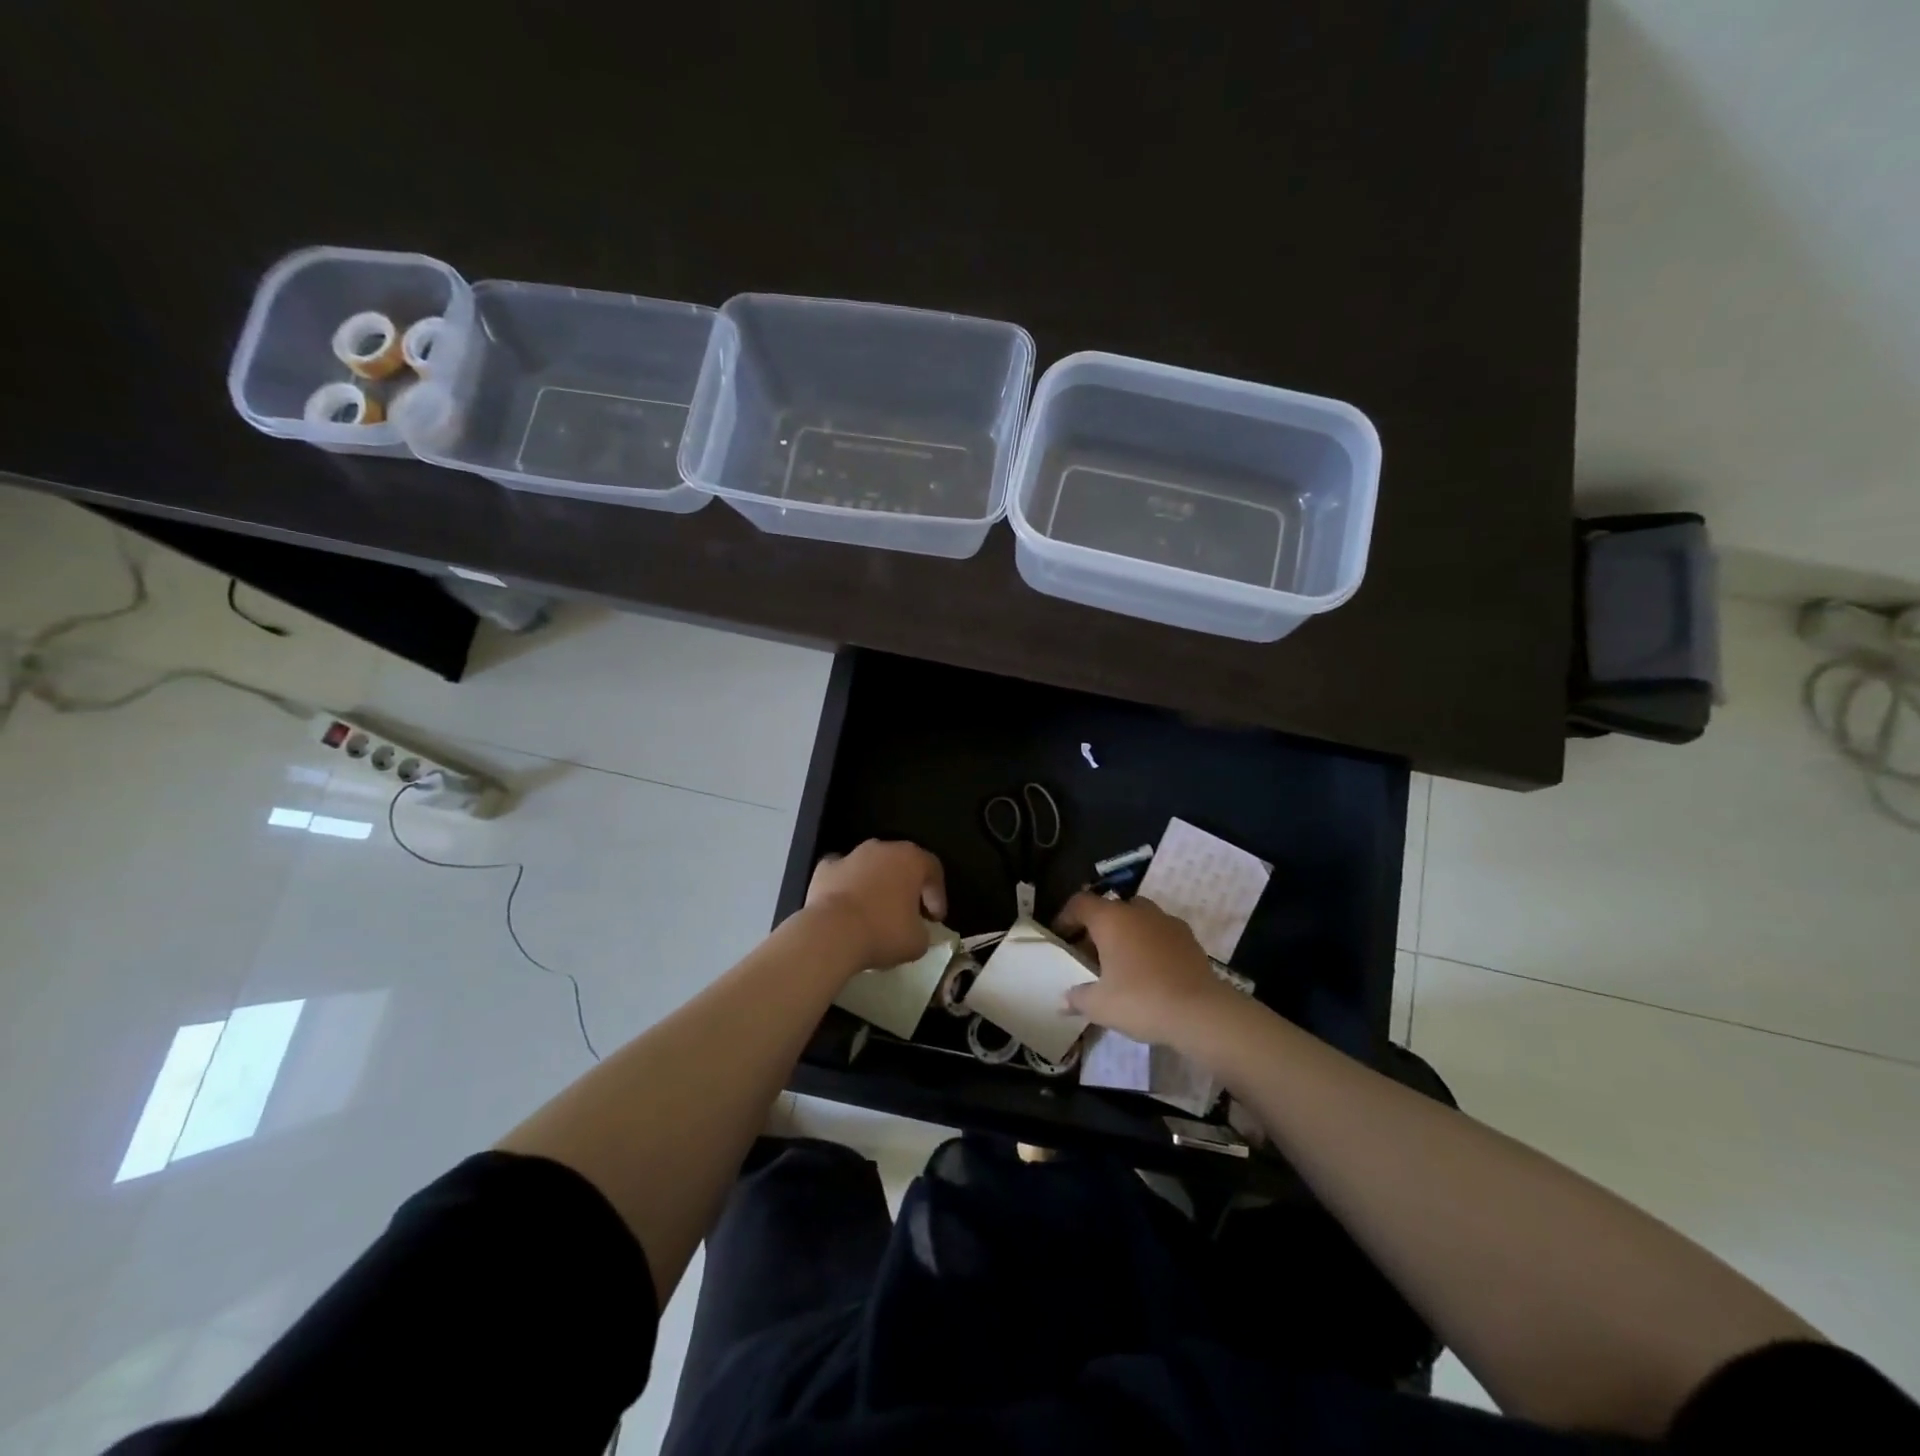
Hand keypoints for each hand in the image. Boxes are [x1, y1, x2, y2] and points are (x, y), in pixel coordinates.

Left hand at [806, 840, 947, 972]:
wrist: (831, 933)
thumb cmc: (883, 932)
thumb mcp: (918, 941)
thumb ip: (923, 930)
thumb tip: (916, 930)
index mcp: (911, 859)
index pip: (933, 870)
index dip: (937, 895)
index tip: (934, 919)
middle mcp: (882, 848)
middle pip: (902, 863)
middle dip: (907, 886)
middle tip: (909, 913)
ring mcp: (851, 855)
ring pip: (871, 866)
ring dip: (876, 884)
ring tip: (875, 912)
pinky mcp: (825, 868)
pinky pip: (843, 873)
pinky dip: (847, 885)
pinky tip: (847, 906)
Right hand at [1053, 893, 1235, 1048]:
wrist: (1200, 1012)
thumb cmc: (1140, 1001)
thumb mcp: (1100, 1005)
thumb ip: (1078, 998)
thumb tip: (1063, 1001)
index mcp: (1110, 918)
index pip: (1080, 903)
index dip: (1066, 917)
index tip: (1061, 937)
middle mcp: (1137, 911)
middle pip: (1110, 909)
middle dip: (1098, 927)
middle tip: (1090, 955)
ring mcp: (1166, 921)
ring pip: (1138, 918)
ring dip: (1126, 933)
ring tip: (1121, 962)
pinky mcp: (1189, 937)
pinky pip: (1160, 933)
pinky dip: (1150, 944)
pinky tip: (1150, 970)